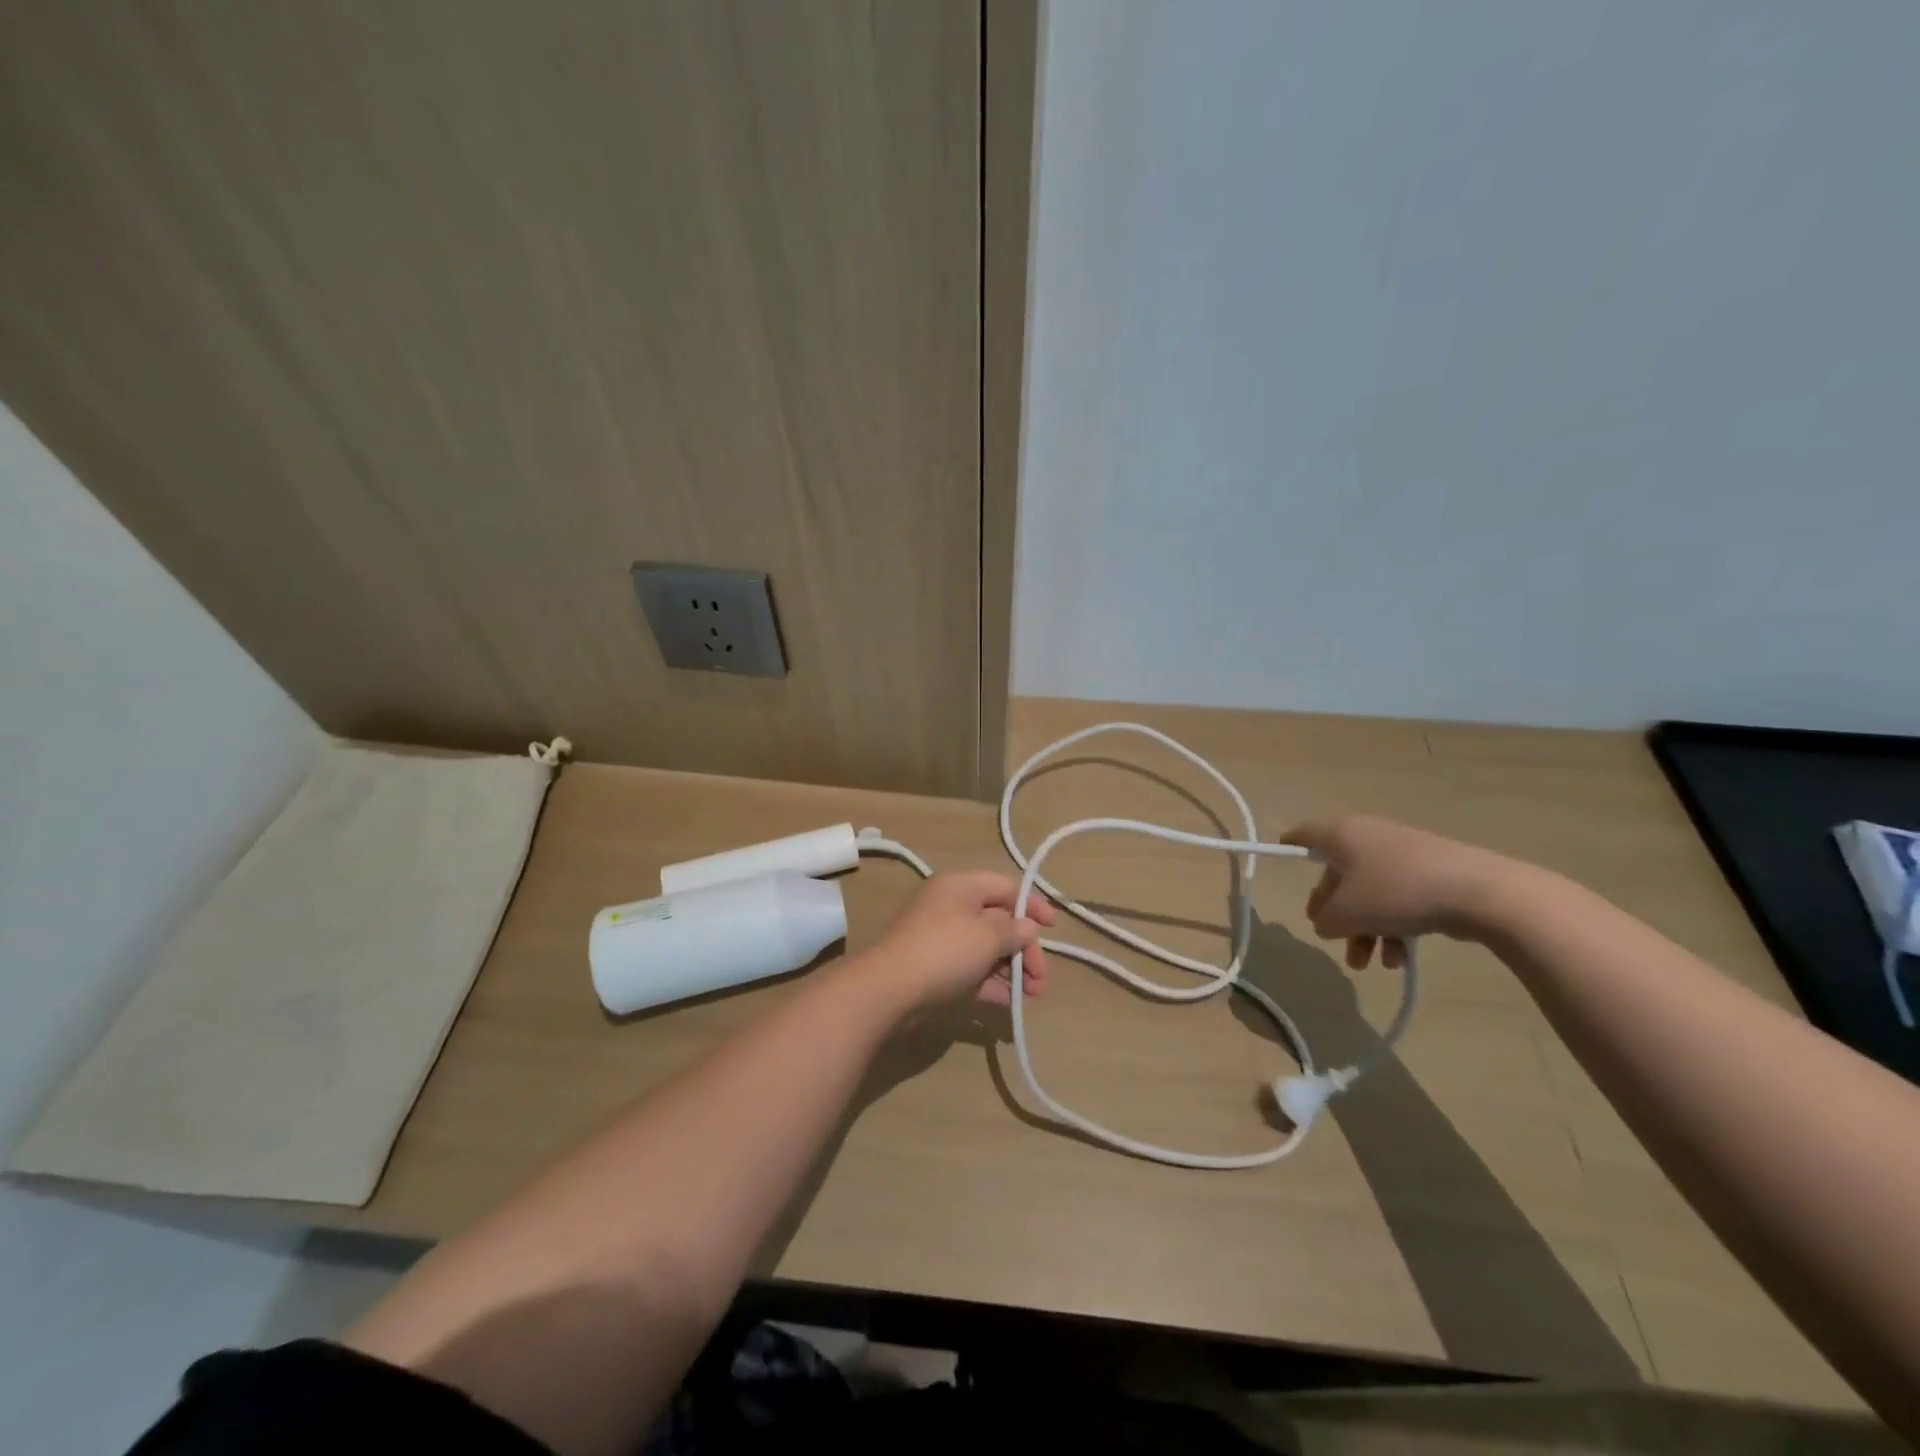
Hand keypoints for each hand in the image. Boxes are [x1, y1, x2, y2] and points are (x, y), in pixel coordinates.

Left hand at [865, 872, 1054, 1012]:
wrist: (889, 991)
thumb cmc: (944, 951)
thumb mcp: (987, 936)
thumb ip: (1014, 930)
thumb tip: (1027, 927)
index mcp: (960, 887)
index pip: (1005, 886)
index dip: (1031, 905)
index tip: (1052, 927)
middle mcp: (950, 908)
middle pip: (999, 921)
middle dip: (1024, 948)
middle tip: (1041, 977)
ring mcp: (942, 940)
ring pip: (987, 949)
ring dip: (1013, 970)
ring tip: (1033, 995)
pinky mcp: (936, 970)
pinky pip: (972, 972)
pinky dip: (992, 984)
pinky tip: (1010, 1004)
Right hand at [1281, 815, 1521, 969]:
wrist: (1479, 892)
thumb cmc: (1396, 893)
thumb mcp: (1346, 913)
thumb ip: (1325, 919)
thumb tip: (1327, 921)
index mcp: (1342, 835)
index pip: (1305, 834)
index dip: (1289, 845)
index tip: (1280, 855)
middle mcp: (1369, 838)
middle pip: (1338, 875)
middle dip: (1335, 913)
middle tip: (1331, 938)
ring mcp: (1403, 855)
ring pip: (1370, 894)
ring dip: (1364, 930)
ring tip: (1367, 964)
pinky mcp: (1432, 874)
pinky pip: (1399, 900)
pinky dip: (1392, 927)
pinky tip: (1399, 958)